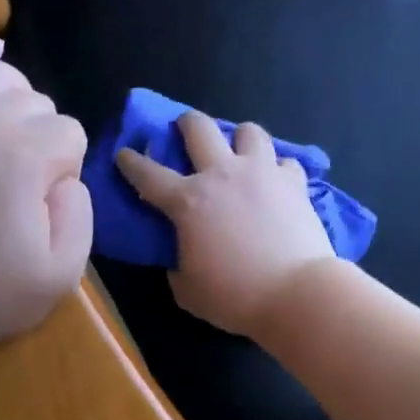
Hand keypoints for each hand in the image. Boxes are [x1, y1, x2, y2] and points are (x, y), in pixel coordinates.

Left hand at [0, 39, 91, 349]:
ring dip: (12, 102)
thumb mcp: (62, 271)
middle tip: (19, 181)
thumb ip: (82, 211)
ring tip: (3, 136)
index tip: (41, 204)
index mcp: (25, 154)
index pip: (71, 134)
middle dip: (40, 137)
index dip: (64, 170)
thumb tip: (66, 175)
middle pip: (37, 102)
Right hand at [115, 113, 334, 337]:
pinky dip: (278, 168)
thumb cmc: (234, 296)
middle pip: (199, 128)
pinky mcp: (295, 183)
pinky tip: (276, 181)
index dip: (131, 162)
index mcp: (187, 201)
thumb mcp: (187, 290)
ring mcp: (262, 173)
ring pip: (249, 131)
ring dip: (239, 137)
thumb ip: (177, 267)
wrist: (295, 293)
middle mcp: (222, 174)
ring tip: (239, 150)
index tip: (124, 153)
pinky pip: (285, 161)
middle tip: (184, 128)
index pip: (148, 174)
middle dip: (186, 123)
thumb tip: (180, 260)